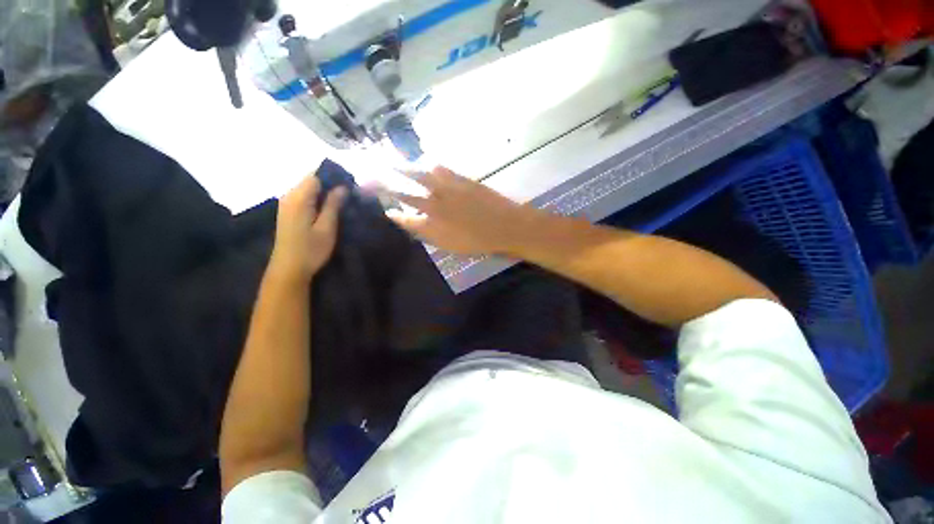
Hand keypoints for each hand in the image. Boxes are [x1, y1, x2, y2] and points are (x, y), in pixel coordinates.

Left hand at [270, 175, 346, 281]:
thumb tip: (342, 187)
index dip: (333, 177)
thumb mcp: (327, 228)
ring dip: (325, 192)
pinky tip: (330, 209)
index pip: (315, 176)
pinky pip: (305, 197)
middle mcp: (289, 196)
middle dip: (331, 184)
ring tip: (343, 202)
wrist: (289, 269)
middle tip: (350, 195)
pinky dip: (318, 199)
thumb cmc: (311, 250)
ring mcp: (287, 204)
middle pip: (311, 180)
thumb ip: (333, 205)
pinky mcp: (289, 212)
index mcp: (298, 198)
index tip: (350, 185)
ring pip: (308, 189)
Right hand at [387, 167, 535, 255]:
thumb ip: (431, 235)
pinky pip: (441, 169)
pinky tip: (427, 164)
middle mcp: (434, 206)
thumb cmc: (480, 242)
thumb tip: (415, 224)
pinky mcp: (460, 179)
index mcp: (432, 226)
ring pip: (418, 176)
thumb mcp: (452, 246)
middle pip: (404, 193)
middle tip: (367, 177)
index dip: (393, 214)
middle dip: (384, 185)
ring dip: (402, 169)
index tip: (386, 210)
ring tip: (390, 162)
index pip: (405, 219)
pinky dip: (431, 166)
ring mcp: (447, 190)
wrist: (505, 226)